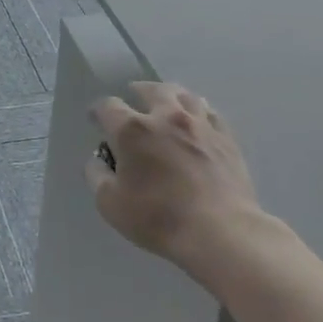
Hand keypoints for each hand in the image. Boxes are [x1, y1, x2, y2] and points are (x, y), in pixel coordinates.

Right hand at [86, 82, 271, 286]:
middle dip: (138, 91)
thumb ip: (97, 176)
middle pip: (151, 89)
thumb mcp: (110, 203)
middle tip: (134, 98)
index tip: (96, 120)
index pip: (108, 106)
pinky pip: (211, 113)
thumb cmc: (158, 217)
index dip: (98, 111)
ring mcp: (200, 125)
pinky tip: (197, 120)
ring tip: (167, 103)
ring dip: (171, 96)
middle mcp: (166, 117)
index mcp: (132, 130)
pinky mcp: (226, 139)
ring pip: (185, 96)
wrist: (220, 232)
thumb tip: (98, 160)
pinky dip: (198, 112)